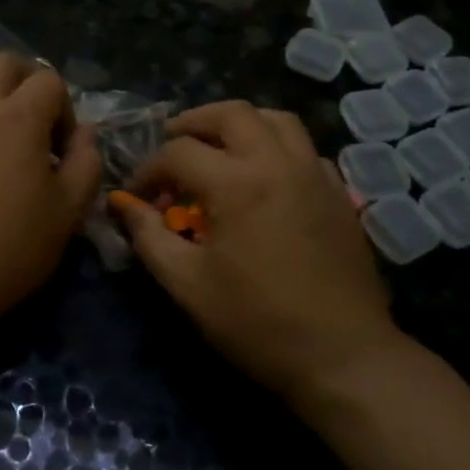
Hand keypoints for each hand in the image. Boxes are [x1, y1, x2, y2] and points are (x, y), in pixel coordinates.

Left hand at [0, 54, 102, 327]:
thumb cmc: (9, 248)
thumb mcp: (68, 212)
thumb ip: (86, 162)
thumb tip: (84, 133)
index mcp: (21, 118)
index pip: (50, 82)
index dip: (64, 109)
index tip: (61, 150)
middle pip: (5, 63)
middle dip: (27, 80)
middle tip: (35, 119)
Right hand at [112, 101, 400, 406]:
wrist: (343, 356)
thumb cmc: (258, 323)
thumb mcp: (189, 285)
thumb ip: (150, 238)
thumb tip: (125, 206)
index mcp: (237, 183)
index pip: (178, 152)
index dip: (148, 170)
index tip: (137, 197)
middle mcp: (278, 163)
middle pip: (232, 113)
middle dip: (193, 122)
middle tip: (172, 143)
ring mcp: (315, 174)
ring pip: (276, 119)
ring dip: (240, 123)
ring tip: (219, 146)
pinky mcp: (339, 193)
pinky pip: (305, 149)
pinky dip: (277, 147)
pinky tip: (265, 177)